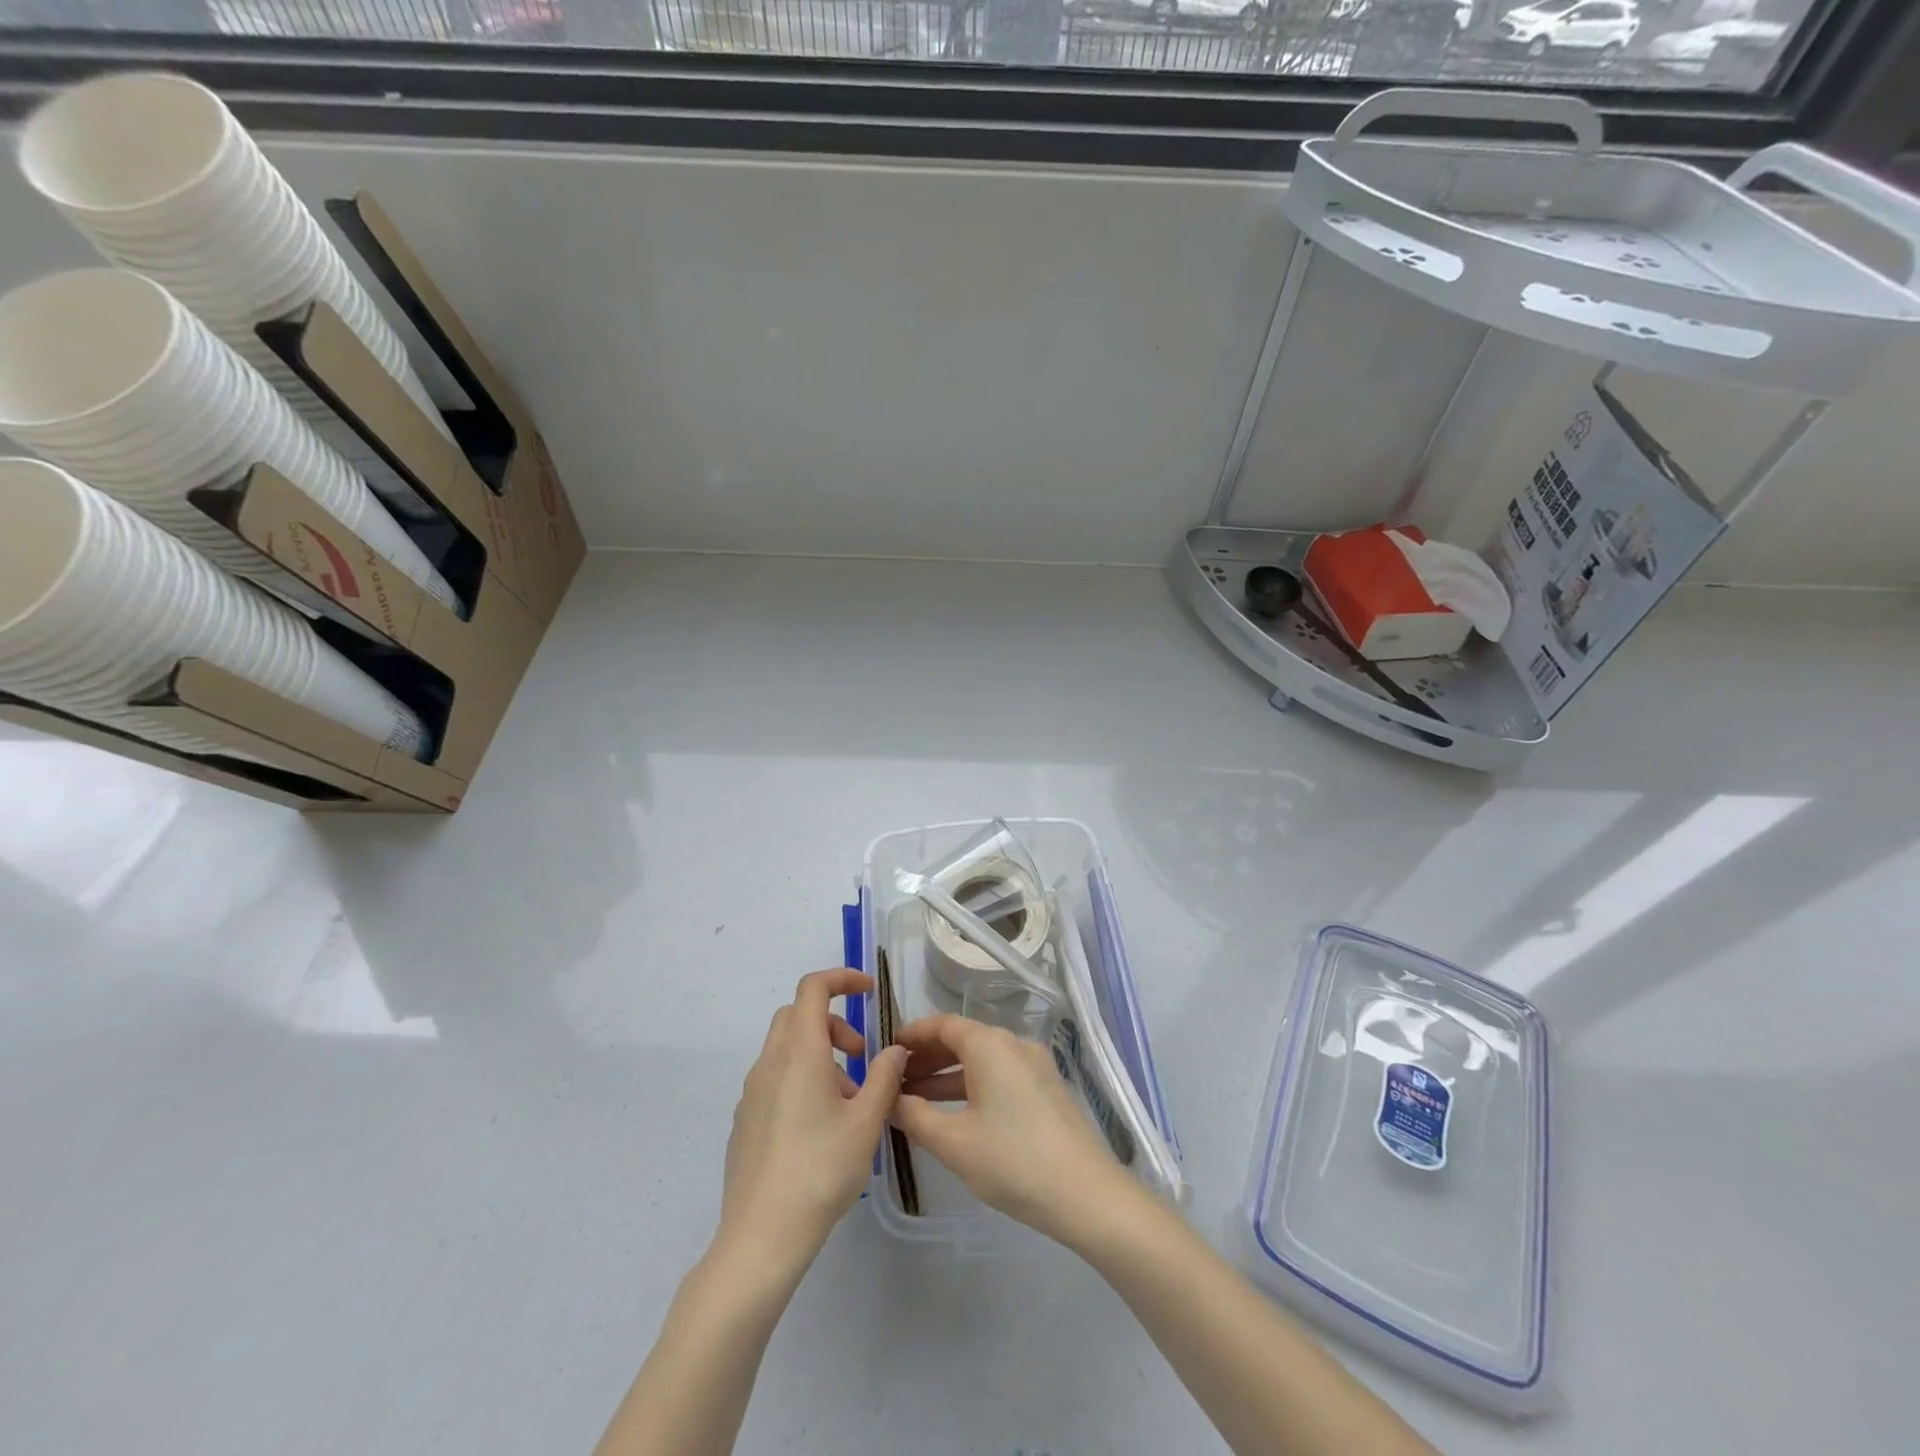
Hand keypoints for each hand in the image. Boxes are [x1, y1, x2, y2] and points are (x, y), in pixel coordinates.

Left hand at [718, 969, 906, 1273]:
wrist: (761, 1236)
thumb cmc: (820, 1171)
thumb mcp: (866, 1123)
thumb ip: (885, 1077)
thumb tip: (894, 1050)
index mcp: (800, 1053)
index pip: (813, 989)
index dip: (841, 978)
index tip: (869, 990)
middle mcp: (770, 1063)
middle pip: (797, 1015)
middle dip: (833, 1021)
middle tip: (861, 1055)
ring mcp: (752, 1092)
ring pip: (786, 1048)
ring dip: (819, 1054)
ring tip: (849, 1100)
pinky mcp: (745, 1119)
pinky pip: (775, 1078)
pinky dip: (801, 1078)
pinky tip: (820, 1126)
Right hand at [891, 1013, 1138, 1247]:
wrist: (1086, 1194)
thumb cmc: (1012, 1161)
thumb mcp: (953, 1142)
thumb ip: (914, 1115)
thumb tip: (890, 1098)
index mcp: (990, 1045)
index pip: (943, 1024)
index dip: (913, 1034)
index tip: (887, 1049)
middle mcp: (1014, 1044)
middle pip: (963, 1039)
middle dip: (927, 1058)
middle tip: (895, 1080)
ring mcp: (1034, 1066)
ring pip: (981, 1061)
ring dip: (947, 1076)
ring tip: (916, 1101)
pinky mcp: (1046, 1089)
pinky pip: (999, 1076)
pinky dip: (972, 1087)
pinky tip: (955, 1115)